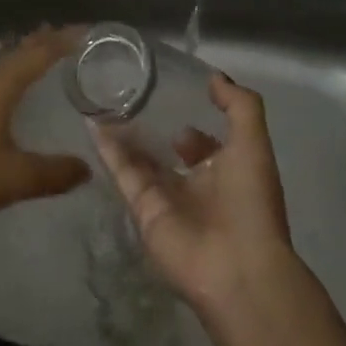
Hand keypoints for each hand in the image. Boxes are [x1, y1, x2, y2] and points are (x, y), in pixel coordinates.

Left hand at [0, 27, 90, 239]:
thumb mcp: (13, 178)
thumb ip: (52, 173)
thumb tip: (87, 168)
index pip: (37, 53)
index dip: (64, 40)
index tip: (90, 31)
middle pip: (19, 53)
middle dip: (46, 42)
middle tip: (75, 37)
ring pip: (4, 67)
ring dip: (27, 57)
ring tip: (50, 54)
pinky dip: (13, 76)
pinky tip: (14, 91)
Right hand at [95, 73, 294, 317]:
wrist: (235, 268)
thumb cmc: (250, 202)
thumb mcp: (254, 143)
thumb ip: (239, 106)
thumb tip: (214, 77)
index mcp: (227, 171)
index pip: (204, 141)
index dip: (191, 117)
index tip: (169, 91)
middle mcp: (196, 184)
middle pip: (168, 151)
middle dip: (151, 125)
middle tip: (127, 92)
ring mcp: (167, 198)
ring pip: (141, 159)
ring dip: (124, 133)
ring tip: (102, 99)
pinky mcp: (142, 209)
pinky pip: (122, 173)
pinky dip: (107, 149)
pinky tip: (92, 122)